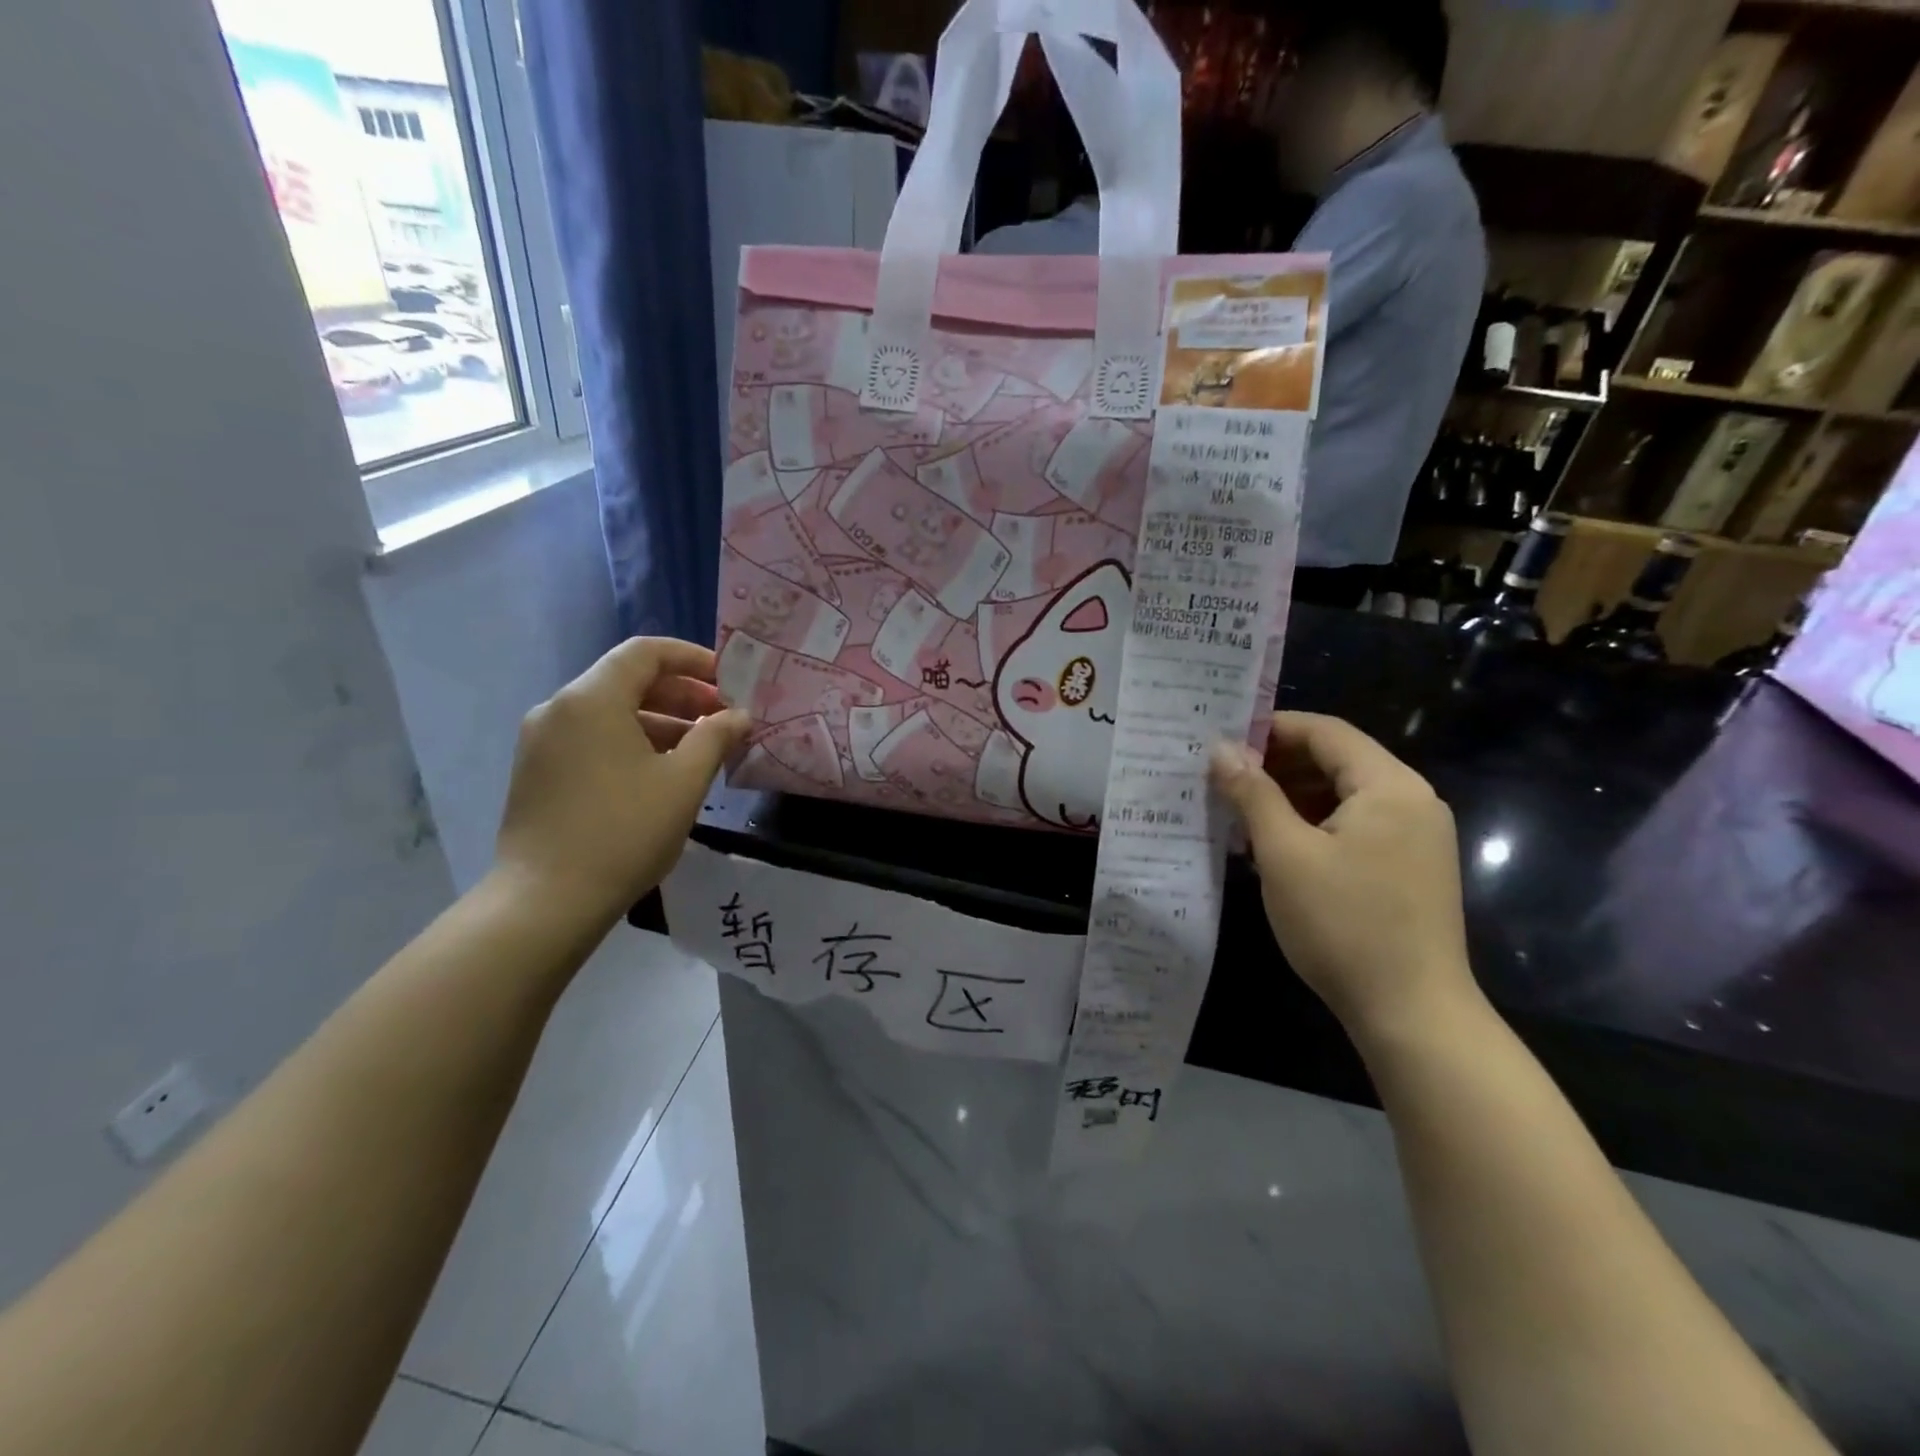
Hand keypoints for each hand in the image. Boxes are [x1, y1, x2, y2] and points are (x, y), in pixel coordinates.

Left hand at [495, 638, 749, 923]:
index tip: (729, 680)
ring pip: (610, 712)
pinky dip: (631, 741)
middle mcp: (559, 708)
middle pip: (627, 680)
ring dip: (660, 721)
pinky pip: (592, 737)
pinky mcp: (537, 771)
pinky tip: (661, 772)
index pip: (646, 652)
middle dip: (681, 694)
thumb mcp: (683, 781)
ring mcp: (542, 740)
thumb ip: (715, 737)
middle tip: (723, 718)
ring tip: (701, 749)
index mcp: (592, 699)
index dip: (693, 658)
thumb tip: (739, 716)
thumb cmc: (624, 831)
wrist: (546, 900)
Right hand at [1210, 712, 1476, 1038]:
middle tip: (1223, 776)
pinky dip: (1314, 823)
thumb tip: (1221, 748)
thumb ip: (1252, 793)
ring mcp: (1417, 836)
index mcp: (1390, 786)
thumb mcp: (1284, 853)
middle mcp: (1412, 801)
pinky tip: (1275, 844)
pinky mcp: (1410, 867)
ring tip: (1240, 809)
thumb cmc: (1343, 924)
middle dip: (1278, 764)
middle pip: (1338, 760)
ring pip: (1344, 795)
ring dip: (1292, 795)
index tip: (1223, 740)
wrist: (1412, 1014)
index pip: (1326, 732)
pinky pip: (1356, 825)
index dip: (1272, 728)